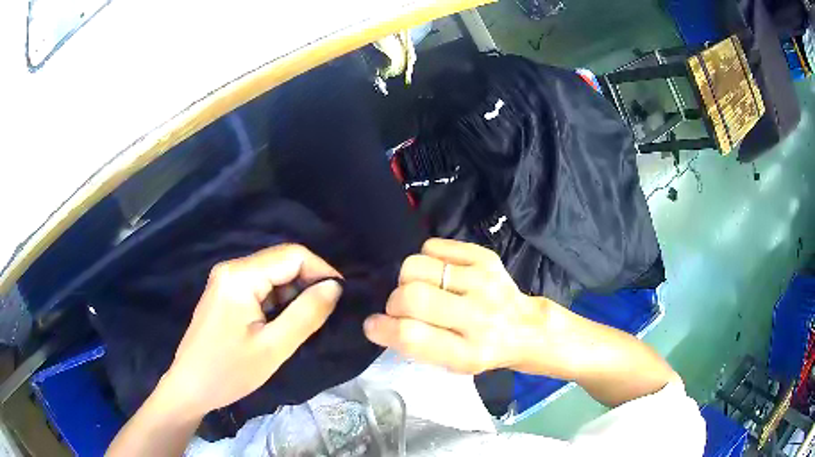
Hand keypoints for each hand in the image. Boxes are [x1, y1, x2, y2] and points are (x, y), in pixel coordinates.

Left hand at [160, 244, 342, 416]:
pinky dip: (278, 301)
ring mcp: (226, 280)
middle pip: (281, 262)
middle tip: (324, 315)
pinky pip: (260, 287)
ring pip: (272, 275)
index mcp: (240, 276)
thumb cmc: (230, 371)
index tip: (340, 297)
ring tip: (304, 324)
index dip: (322, 271)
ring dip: (293, 295)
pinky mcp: (225, 293)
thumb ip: (306, 314)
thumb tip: (335, 287)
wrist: (191, 387)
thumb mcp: (274, 347)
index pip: (292, 255)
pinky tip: (282, 324)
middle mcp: (231, 268)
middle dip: (308, 284)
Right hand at [363, 238, 546, 373]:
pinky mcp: (485, 258)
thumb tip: (379, 321)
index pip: (412, 336)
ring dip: (407, 279)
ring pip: (417, 266)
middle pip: (412, 296)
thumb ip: (417, 346)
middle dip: (394, 302)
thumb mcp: (453, 365)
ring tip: (421, 289)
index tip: (373, 325)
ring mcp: (484, 282)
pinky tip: (438, 274)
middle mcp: (479, 317)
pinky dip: (426, 260)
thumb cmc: (482, 350)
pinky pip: (433, 246)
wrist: (524, 327)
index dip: (382, 328)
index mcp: (469, 353)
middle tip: (401, 308)